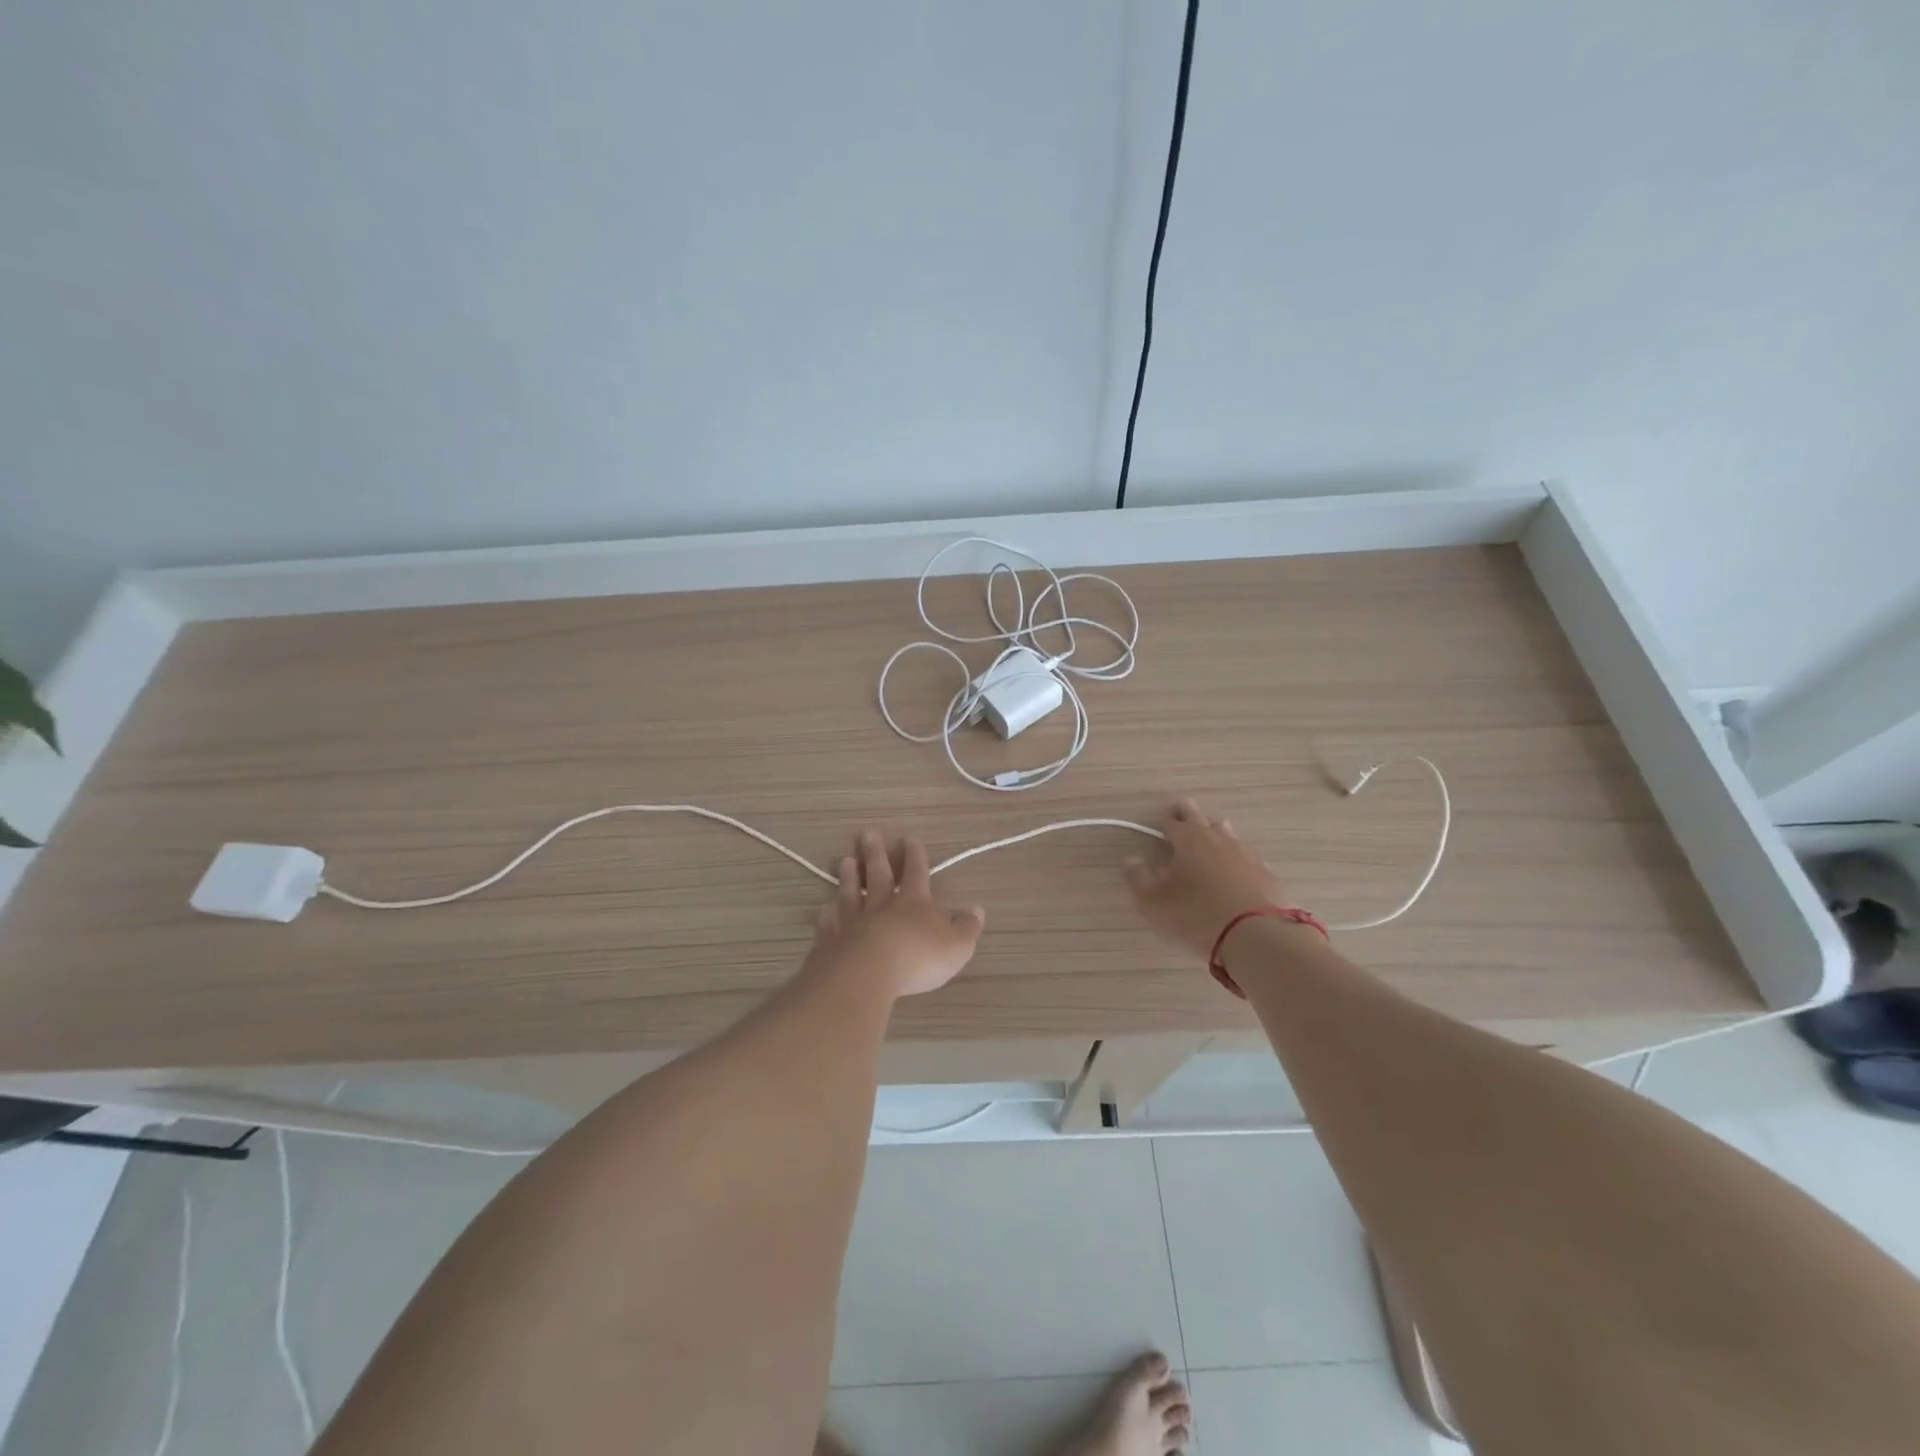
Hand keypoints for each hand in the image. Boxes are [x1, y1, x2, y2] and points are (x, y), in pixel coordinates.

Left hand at [807, 831, 985, 998]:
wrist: (867, 973)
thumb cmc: (918, 957)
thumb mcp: (956, 945)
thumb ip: (967, 927)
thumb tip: (977, 910)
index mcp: (914, 902)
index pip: (916, 872)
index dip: (915, 856)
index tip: (910, 838)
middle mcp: (882, 905)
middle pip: (878, 874)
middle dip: (875, 853)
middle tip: (867, 835)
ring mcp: (853, 920)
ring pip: (850, 893)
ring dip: (848, 876)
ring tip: (844, 860)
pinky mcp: (831, 940)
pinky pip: (829, 922)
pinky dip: (827, 914)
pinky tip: (824, 909)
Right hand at [1125, 799, 1287, 959]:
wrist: (1255, 935)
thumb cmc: (1196, 915)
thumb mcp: (1155, 902)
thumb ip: (1139, 879)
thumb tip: (1130, 860)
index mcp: (1188, 841)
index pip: (1172, 822)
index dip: (1164, 821)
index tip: (1160, 821)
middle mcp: (1217, 839)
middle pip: (1200, 818)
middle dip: (1188, 813)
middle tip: (1182, 810)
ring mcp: (1246, 854)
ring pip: (1227, 833)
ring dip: (1215, 831)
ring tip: (1210, 835)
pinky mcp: (1266, 874)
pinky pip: (1247, 857)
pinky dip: (1237, 858)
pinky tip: (1236, 869)